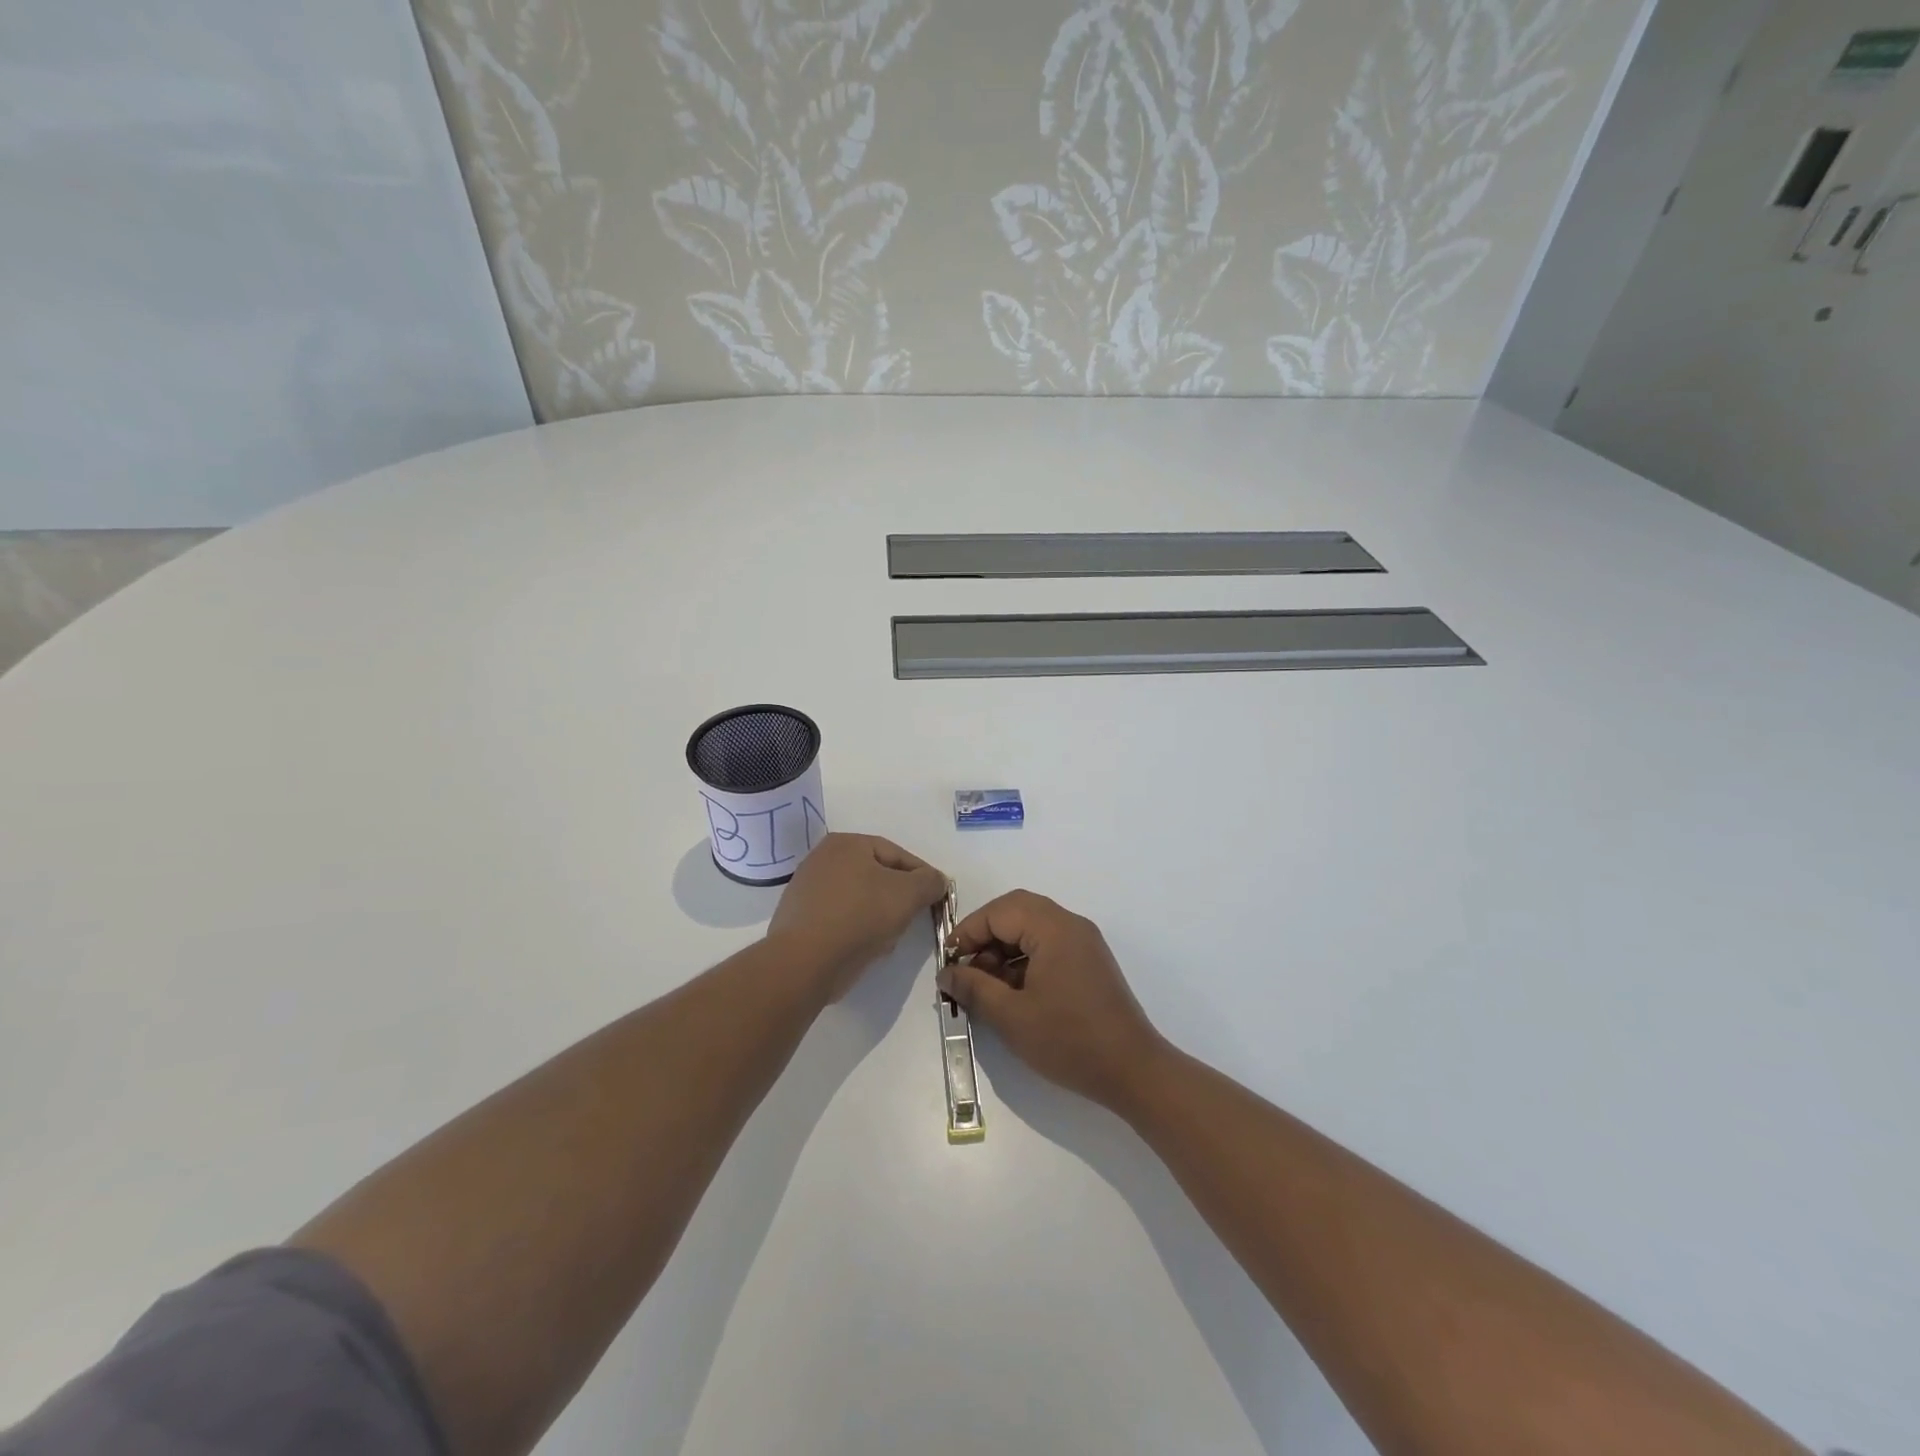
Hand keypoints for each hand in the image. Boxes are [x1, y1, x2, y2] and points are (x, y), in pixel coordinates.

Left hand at [767, 833, 947, 1001]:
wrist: (805, 961)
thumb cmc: (860, 916)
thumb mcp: (908, 894)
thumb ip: (929, 882)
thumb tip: (937, 880)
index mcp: (846, 843)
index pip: (897, 854)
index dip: (922, 876)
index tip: (936, 898)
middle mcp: (822, 858)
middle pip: (876, 876)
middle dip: (898, 898)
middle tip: (913, 918)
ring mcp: (806, 889)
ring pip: (859, 899)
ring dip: (878, 916)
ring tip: (888, 938)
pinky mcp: (799, 919)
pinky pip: (840, 918)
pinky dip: (856, 929)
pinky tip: (864, 947)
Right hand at [938, 891, 1166, 1112]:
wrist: (1133, 1071)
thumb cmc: (1069, 1040)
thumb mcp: (1011, 1016)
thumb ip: (974, 988)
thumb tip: (947, 973)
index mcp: (1054, 928)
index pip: (1000, 911)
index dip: (969, 931)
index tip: (949, 962)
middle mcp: (1071, 925)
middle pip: (1017, 912)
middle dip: (986, 936)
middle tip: (966, 968)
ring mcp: (1084, 943)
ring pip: (1033, 929)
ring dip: (1005, 950)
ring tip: (986, 987)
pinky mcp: (1090, 963)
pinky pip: (1049, 946)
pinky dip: (1025, 960)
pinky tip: (1013, 993)